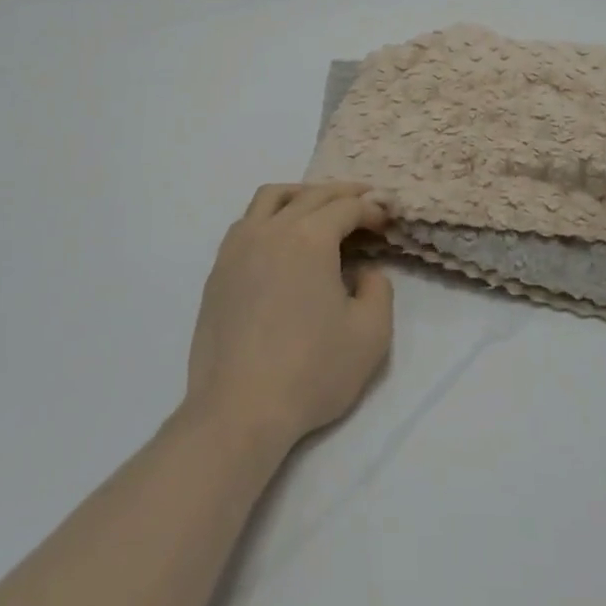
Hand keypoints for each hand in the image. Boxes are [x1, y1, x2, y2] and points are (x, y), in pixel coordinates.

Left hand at [185, 183, 393, 454]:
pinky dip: (271, 215)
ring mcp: (238, 247)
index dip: (371, 209)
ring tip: (321, 207)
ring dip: (302, 194)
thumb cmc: (311, 371)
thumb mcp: (371, 334)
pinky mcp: (218, 270)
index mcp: (309, 238)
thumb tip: (364, 270)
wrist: (238, 411)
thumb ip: (379, 289)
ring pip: (271, 198)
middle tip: (365, 203)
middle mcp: (271, 230)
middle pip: (311, 195)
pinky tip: (281, 238)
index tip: (386, 220)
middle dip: (343, 194)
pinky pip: (247, 222)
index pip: (346, 207)